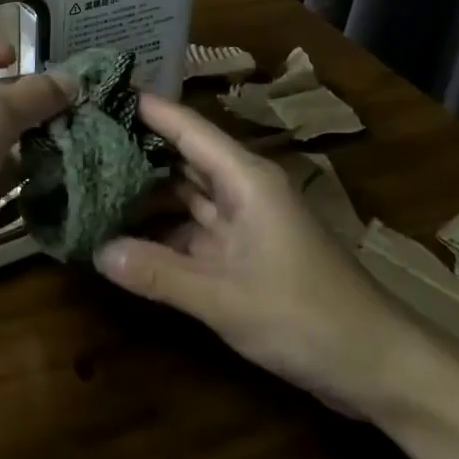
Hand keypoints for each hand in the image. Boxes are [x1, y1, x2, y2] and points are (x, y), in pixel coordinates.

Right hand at [95, 93, 427, 418]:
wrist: (377, 365)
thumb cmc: (306, 317)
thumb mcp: (225, 298)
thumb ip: (159, 274)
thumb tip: (96, 251)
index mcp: (245, 179)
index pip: (187, 129)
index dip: (146, 109)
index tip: (100, 93)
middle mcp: (243, 190)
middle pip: (182, 159)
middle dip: (135, 152)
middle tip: (80, 143)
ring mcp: (244, 223)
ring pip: (186, 197)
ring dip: (145, 196)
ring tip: (91, 186)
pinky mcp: (244, 254)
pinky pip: (194, 231)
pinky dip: (162, 233)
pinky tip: (125, 236)